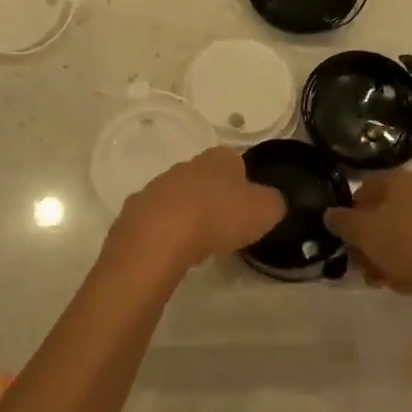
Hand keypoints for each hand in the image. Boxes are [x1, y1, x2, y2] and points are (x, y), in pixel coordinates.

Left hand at [111, 147, 285, 274]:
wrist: (160, 235)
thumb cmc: (218, 216)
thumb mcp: (264, 210)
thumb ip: (274, 202)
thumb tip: (272, 202)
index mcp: (218, 159)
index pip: (236, 162)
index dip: (244, 183)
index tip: (249, 208)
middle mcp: (187, 165)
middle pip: (205, 178)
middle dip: (215, 198)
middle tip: (226, 227)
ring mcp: (158, 186)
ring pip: (180, 197)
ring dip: (190, 215)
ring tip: (201, 244)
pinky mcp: (137, 211)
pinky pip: (159, 220)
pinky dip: (168, 233)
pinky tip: (175, 252)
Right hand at [323, 170, 411, 299]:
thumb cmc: (406, 243)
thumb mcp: (363, 232)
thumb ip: (342, 221)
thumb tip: (330, 214)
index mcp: (398, 180)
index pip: (364, 188)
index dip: (350, 213)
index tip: (346, 239)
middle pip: (385, 214)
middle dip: (370, 242)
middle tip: (363, 267)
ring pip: (406, 234)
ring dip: (390, 257)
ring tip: (385, 283)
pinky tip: (411, 285)